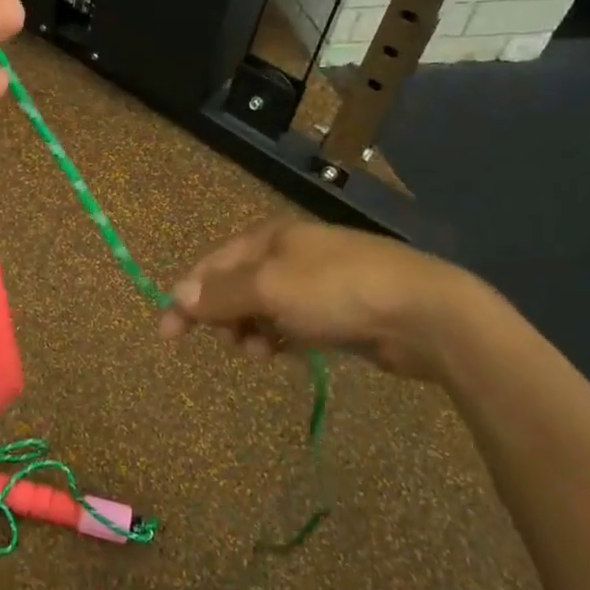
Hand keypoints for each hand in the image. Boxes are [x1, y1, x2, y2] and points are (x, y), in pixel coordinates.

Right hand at [158, 219, 494, 381]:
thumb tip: (177, 297)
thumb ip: (220, 294)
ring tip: (261, 352)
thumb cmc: (336, 291)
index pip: (211, 265)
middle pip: (235, 286)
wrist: (422, 312)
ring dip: (252, 332)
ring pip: (263, 309)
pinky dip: (281, 337)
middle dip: (224, 316)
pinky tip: (285, 352)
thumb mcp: (269, 288)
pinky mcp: (338, 310)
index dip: (186, 296)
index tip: (167, 333)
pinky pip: (291, 323)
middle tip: (229, 343)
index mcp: (268, 237)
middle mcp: (288, 253)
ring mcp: (316, 281)